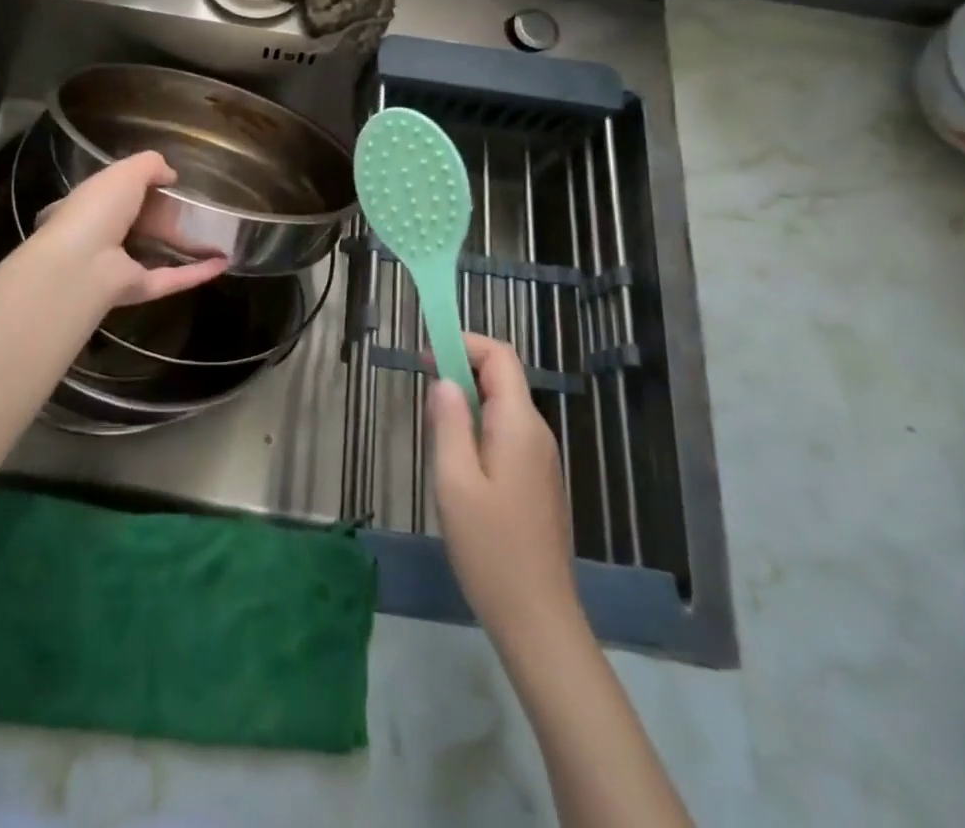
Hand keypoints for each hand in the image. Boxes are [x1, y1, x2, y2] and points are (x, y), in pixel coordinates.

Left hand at [32, 151, 229, 306]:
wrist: (82, 263)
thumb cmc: (96, 209)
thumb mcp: (125, 172)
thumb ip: (149, 165)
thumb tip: (171, 175)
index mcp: (87, 207)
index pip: (109, 196)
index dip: (132, 189)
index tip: (161, 184)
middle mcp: (99, 238)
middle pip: (134, 227)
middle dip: (160, 219)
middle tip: (194, 210)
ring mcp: (119, 267)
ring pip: (154, 255)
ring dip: (182, 248)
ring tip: (215, 238)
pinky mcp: (138, 290)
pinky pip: (171, 278)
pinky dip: (196, 272)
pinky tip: (222, 263)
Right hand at [430, 333, 579, 643]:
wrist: (538, 620)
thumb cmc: (490, 548)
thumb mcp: (454, 481)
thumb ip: (448, 423)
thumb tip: (444, 380)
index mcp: (519, 425)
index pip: (500, 356)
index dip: (464, 344)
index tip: (426, 357)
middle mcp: (536, 434)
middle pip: (502, 379)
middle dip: (461, 373)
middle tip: (424, 402)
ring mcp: (541, 459)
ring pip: (502, 408)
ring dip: (467, 405)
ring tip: (436, 438)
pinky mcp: (537, 482)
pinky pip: (506, 436)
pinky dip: (478, 430)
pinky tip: (458, 467)